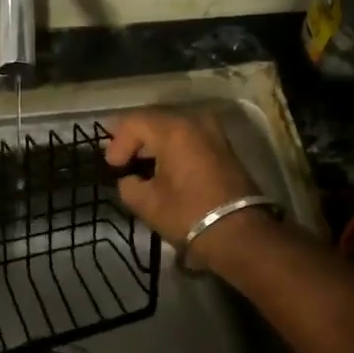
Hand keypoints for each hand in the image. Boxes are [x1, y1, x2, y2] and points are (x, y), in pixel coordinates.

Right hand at [104, 108, 264, 270]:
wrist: (240, 233)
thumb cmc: (189, 214)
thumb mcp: (147, 203)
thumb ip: (128, 185)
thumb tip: (130, 179)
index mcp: (173, 129)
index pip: (134, 122)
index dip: (117, 142)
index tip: (112, 167)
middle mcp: (194, 120)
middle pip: (154, 119)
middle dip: (135, 139)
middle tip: (122, 162)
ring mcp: (213, 130)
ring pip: (173, 126)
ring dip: (155, 142)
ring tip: (142, 166)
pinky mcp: (223, 145)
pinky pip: (190, 136)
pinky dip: (173, 146)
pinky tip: (165, 167)